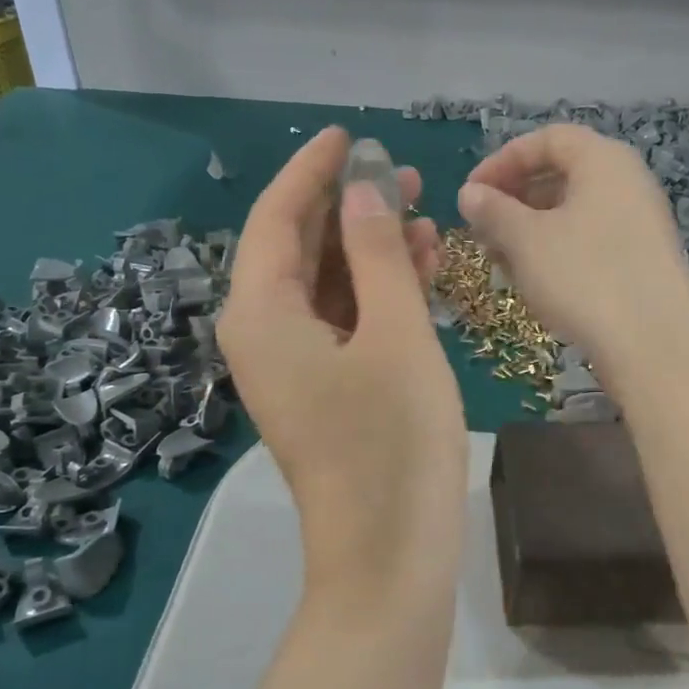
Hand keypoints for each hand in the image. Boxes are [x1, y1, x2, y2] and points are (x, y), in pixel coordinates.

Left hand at [220, 128, 467, 599]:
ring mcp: (295, 366)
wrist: (389, 555)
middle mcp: (264, 334)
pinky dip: (379, 294)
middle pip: (300, 249)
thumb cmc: (393, 441)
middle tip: (405, 174)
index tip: (350, 133)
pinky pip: (346, 323)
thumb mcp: (394, 335)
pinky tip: (423, 270)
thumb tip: (364, 189)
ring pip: (328, 286)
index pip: (278, 218)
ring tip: (427, 217)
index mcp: (261, 314)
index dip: (314, 170)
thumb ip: (377, 254)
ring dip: (372, 249)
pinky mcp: (325, 391)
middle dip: (350, 207)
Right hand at [457, 125, 688, 382]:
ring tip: (501, 262)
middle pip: (562, 175)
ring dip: (531, 230)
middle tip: (482, 231)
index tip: (470, 193)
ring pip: (574, 213)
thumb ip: (493, 211)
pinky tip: (535, 282)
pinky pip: (591, 241)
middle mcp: (628, 182)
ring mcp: (640, 223)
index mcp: (603, 160)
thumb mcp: (526, 240)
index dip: (502, 160)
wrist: (654, 344)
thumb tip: (469, 194)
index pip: (547, 139)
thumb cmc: (584, 277)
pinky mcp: (642, 260)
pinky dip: (557, 252)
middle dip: (515, 199)